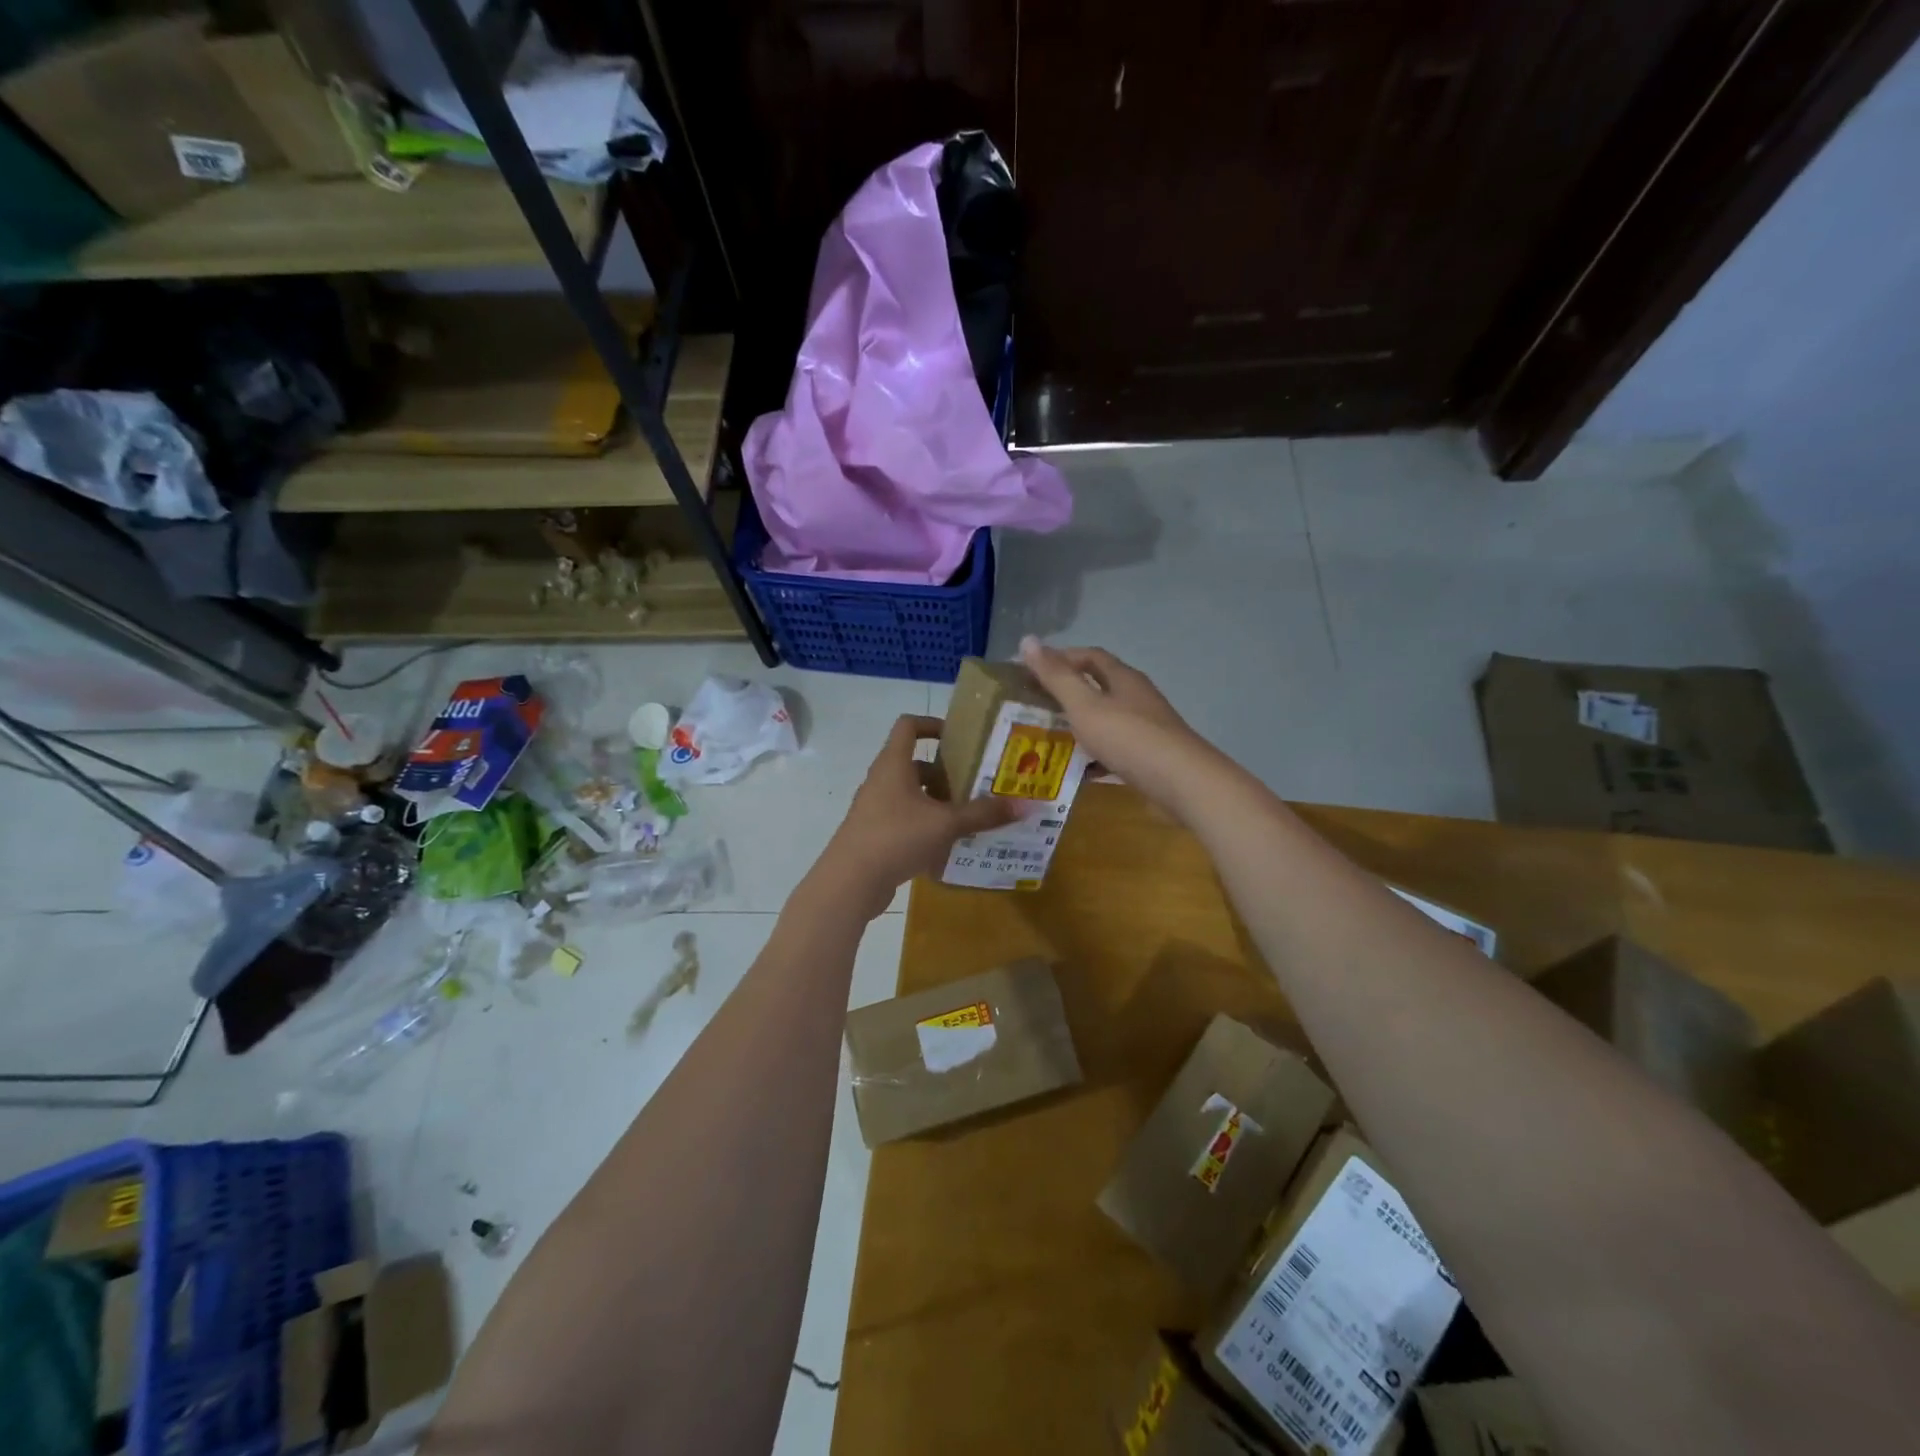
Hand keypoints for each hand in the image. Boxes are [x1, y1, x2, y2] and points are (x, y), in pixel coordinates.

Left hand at [813, 715, 1023, 917]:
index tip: (959, 737)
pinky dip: (925, 824)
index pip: (908, 726)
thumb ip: (983, 813)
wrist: (850, 881)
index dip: (933, 724)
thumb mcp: (946, 823)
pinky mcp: (874, 833)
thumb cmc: (896, 836)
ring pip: (910, 794)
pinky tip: (948, 842)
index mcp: (894, 764)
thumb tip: (1026, 806)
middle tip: (976, 782)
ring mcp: (875, 808)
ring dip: (937, 800)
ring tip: (968, 813)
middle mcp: (881, 780)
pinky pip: (904, 819)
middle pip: (914, 763)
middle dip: (945, 771)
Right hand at [1017, 636, 1216, 815]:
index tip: (1030, 670)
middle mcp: (1136, 697)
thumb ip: (1056, 676)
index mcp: (1123, 678)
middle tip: (1032, 706)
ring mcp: (1146, 728)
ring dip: (1078, 725)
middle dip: (1065, 693)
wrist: (1182, 784)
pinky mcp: (1149, 757)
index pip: (1089, 656)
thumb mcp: (1085, 705)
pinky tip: (1076, 771)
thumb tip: (1027, 640)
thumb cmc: (1129, 738)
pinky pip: (1114, 750)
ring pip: (1105, 720)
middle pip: (1097, 686)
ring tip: (1046, 738)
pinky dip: (1093, 756)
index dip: (1060, 658)